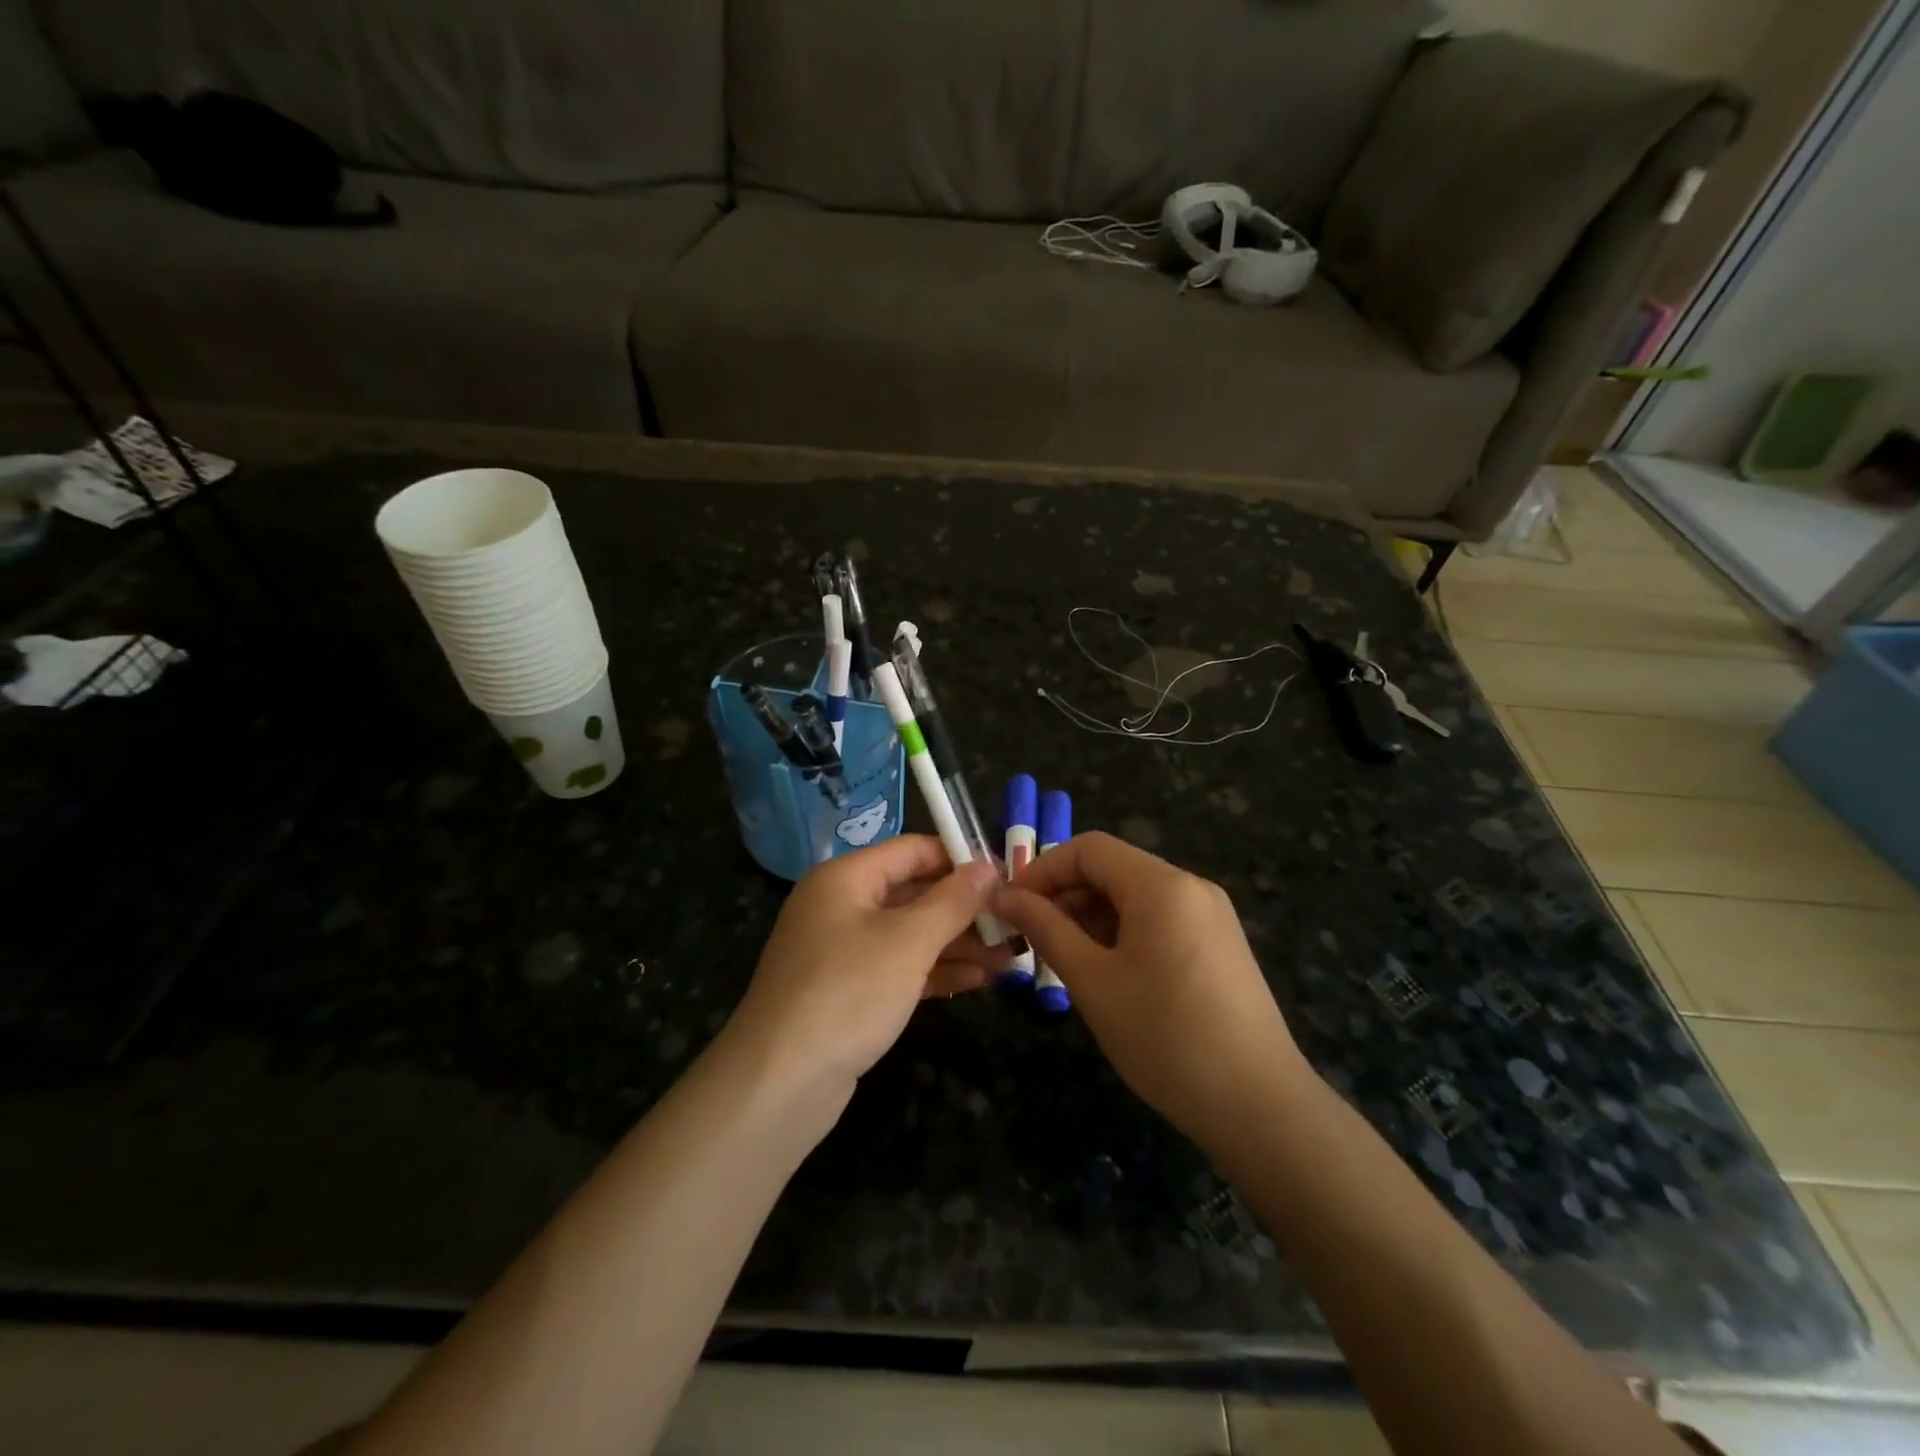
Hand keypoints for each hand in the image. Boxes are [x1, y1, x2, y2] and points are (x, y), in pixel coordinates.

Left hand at [724, 836, 1007, 1105]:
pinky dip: (936, 971)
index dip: (960, 859)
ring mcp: (843, 951)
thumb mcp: (908, 941)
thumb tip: (988, 866)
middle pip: (914, 893)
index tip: (1007, 876)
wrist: (779, 1082)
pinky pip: (899, 968)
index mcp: (846, 878)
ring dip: (958, 943)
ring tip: (1011, 956)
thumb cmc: (847, 992)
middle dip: (965, 910)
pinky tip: (979, 979)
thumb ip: (953, 901)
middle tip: (1016, 923)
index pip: (913, 850)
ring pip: (910, 935)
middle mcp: (842, 906)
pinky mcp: (849, 991)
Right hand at [993, 832, 1312, 1149]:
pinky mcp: (1221, 946)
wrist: (1259, 1105)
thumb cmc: (1164, 1036)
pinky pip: (1160, 921)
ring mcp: (1212, 916)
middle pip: (1113, 870)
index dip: (1042, 870)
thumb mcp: (1092, 980)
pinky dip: (1124, 934)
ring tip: (1065, 963)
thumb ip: (1045, 928)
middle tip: (1031, 940)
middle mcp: (1191, 887)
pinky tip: (1108, 975)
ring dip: (1092, 918)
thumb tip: (1003, 895)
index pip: (1088, 849)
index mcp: (1161, 884)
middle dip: (1065, 897)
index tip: (1011, 908)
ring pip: (1135, 897)